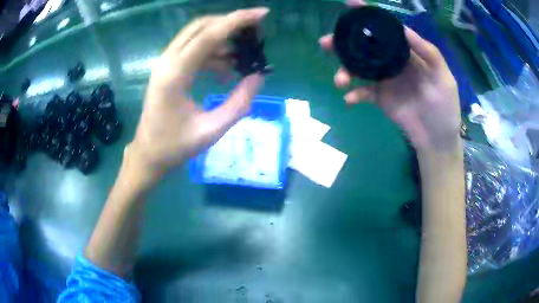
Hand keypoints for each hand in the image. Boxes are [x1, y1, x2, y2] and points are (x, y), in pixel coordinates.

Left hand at [128, 8, 268, 177]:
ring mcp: (165, 64)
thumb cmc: (175, 146)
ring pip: (196, 36)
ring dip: (222, 39)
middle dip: (230, 23)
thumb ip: (238, 103)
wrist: (148, 154)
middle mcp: (167, 62)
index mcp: (175, 75)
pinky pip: (193, 50)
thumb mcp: (211, 130)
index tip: (262, 14)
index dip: (237, 21)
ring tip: (243, 56)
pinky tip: (225, 71)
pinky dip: (212, 53)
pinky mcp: (167, 69)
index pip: (208, 35)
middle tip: (255, 32)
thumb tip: (258, 76)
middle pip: (201, 27)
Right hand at [319, 0, 460, 152]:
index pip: (386, 29)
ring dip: (345, 70)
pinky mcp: (379, 98)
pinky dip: (354, 95)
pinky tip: (350, 100)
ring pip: (359, 69)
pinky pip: (362, 93)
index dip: (369, 16)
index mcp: (408, 53)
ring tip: (340, 80)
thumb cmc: (445, 107)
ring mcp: (385, 80)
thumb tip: (402, 29)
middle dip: (344, 42)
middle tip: (326, 43)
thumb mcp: (443, 77)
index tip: (350, 4)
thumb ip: (427, 52)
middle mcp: (393, 62)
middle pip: (366, 46)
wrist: (437, 139)